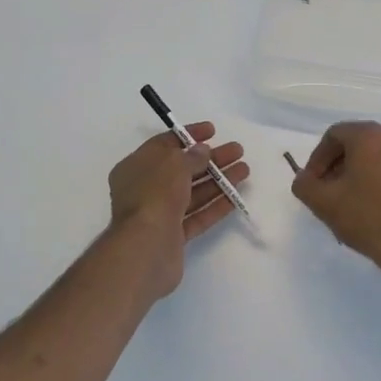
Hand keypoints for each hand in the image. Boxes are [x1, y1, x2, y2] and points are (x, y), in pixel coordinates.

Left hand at [107, 124, 249, 298]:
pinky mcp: (173, 236)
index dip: (189, 136)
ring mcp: (159, 213)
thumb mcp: (174, 165)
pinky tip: (235, 196)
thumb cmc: (155, 195)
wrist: (146, 249)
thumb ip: (191, 156)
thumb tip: (202, 151)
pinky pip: (197, 215)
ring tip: (244, 170)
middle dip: (211, 159)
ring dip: (218, 180)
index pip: (164, 144)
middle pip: (182, 169)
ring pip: (192, 192)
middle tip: (237, 151)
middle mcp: (145, 189)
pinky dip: (215, 205)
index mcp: (136, 167)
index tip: (213, 131)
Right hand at [291, 121, 380, 292]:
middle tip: (334, 193)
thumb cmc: (369, 220)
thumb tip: (305, 178)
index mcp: (371, 138)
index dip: (318, 158)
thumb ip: (305, 184)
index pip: (335, 135)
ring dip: (371, 177)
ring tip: (362, 206)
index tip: (313, 182)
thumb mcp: (323, 204)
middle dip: (343, 167)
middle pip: (363, 147)